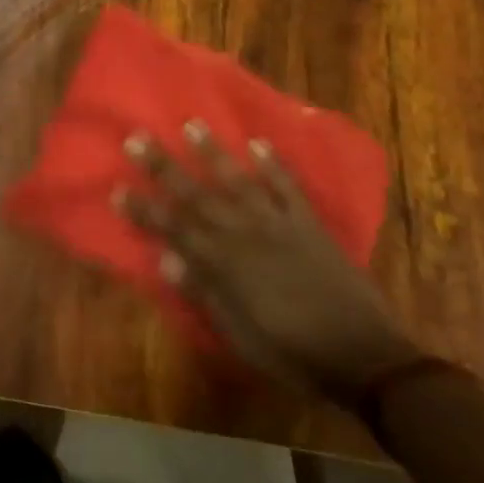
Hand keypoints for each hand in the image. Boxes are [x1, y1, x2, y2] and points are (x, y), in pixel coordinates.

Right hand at [118, 122, 417, 400]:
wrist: (367, 358)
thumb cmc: (294, 354)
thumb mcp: (241, 337)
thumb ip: (204, 294)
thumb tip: (166, 259)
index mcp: (224, 265)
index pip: (173, 228)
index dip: (143, 208)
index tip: (117, 187)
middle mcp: (244, 234)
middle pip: (196, 194)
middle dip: (163, 166)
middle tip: (136, 137)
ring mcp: (278, 224)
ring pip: (237, 180)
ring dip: (213, 152)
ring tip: (192, 124)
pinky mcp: (308, 224)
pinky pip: (288, 187)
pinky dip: (273, 165)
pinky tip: (258, 143)